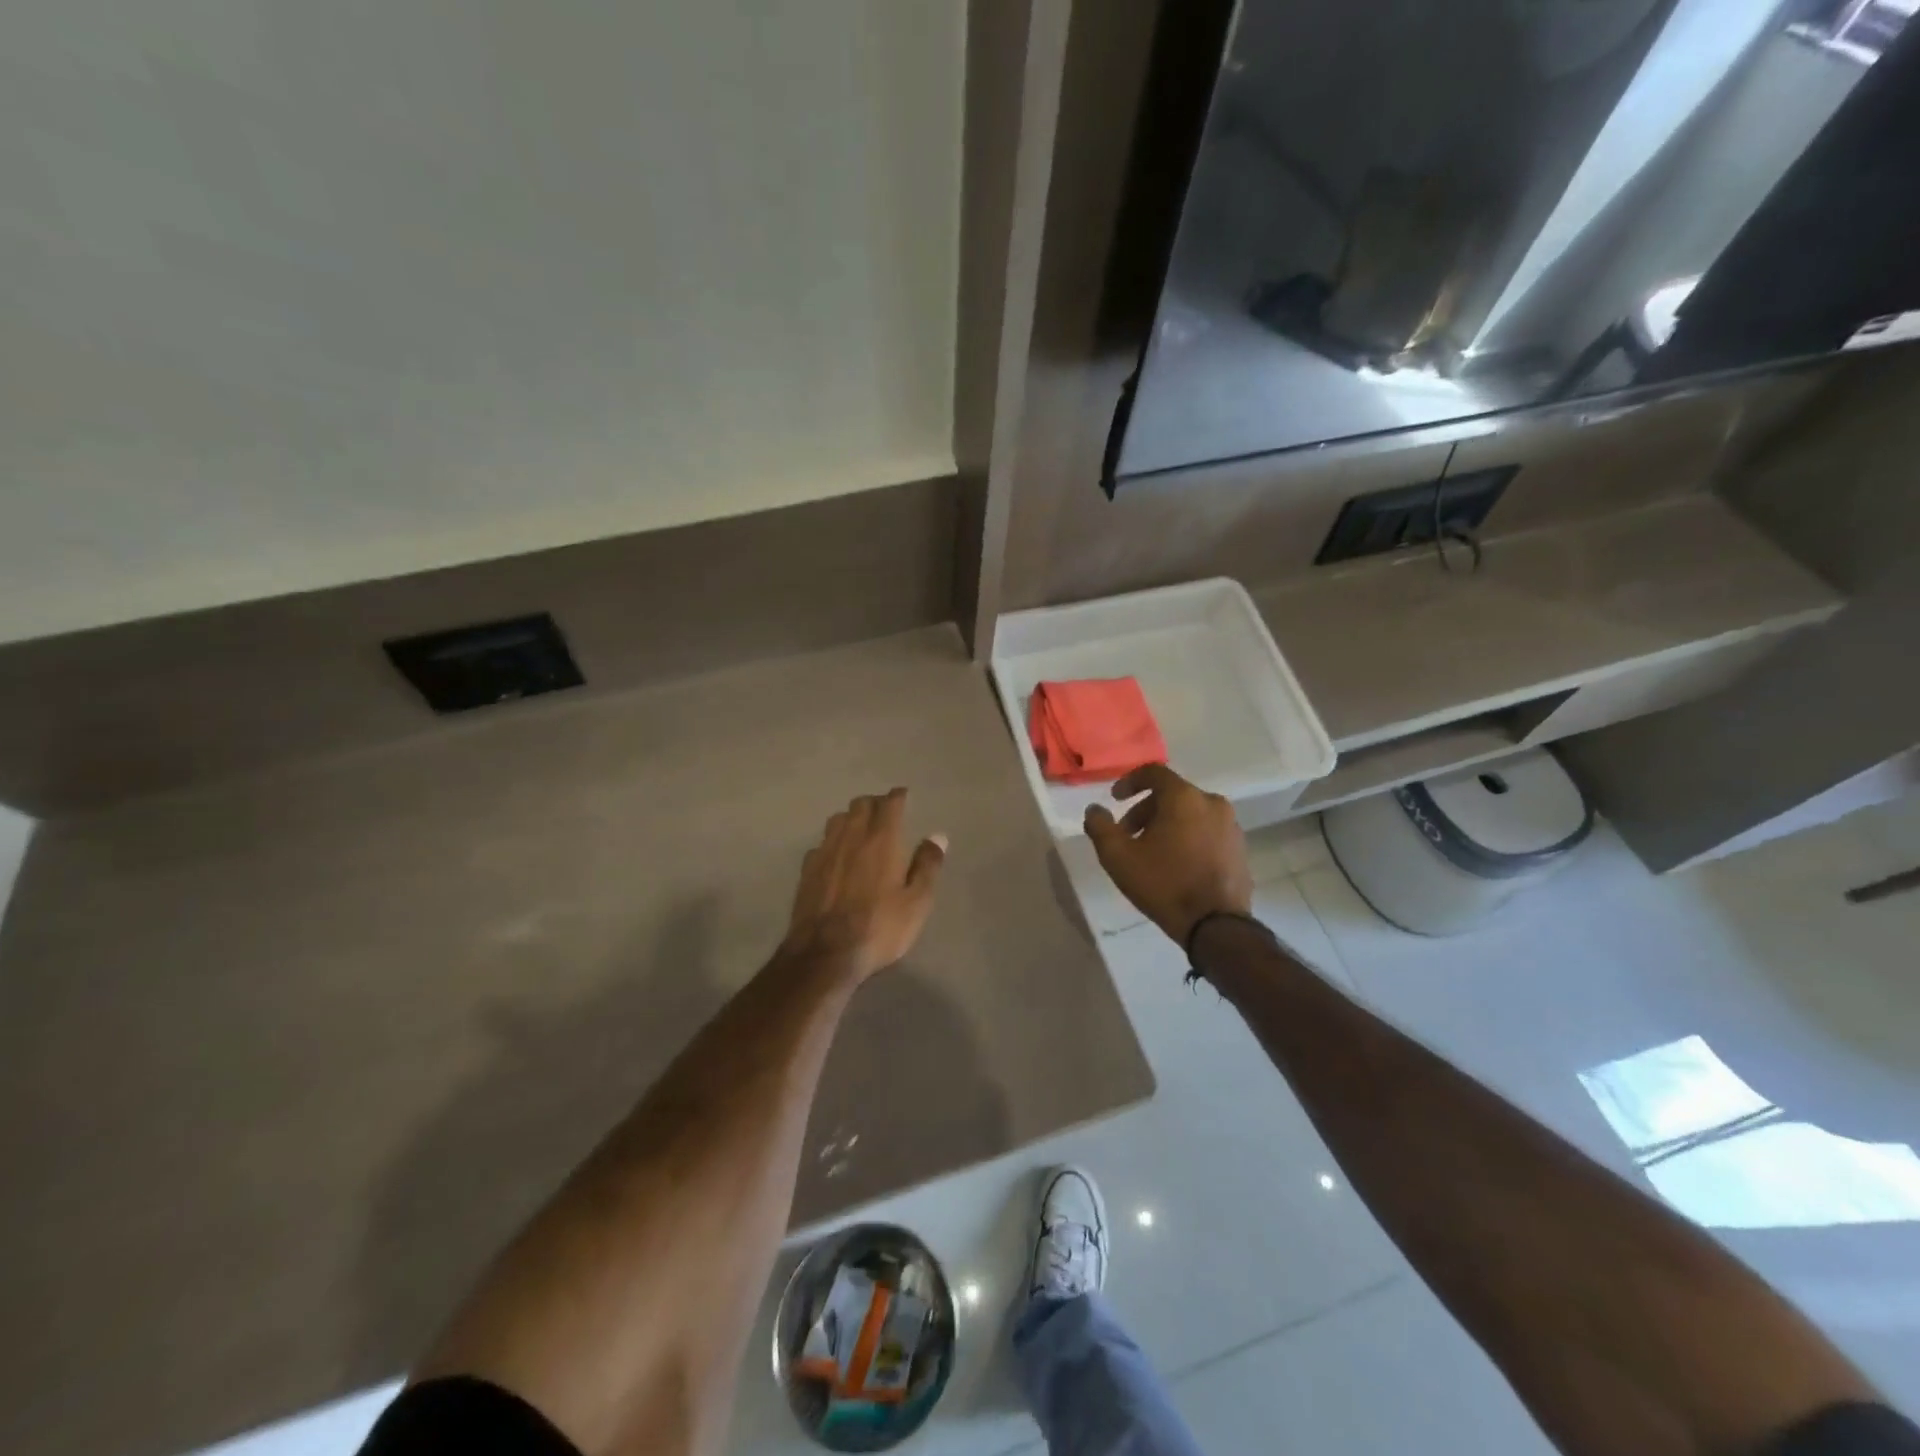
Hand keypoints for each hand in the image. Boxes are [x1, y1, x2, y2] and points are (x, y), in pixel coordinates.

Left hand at [782, 788, 947, 982]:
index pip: (889, 803)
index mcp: (882, 839)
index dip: (898, 796)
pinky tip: (837, 856)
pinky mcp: (807, 870)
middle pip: (860, 805)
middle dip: (875, 803)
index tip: (904, 796)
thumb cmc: (879, 927)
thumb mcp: (917, 902)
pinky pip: (821, 843)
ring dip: (851, 817)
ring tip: (860, 829)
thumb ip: (927, 865)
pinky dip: (833, 841)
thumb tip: (937, 836)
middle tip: (885, 812)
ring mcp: (825, 852)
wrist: (825, 954)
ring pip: (837, 819)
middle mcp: (851, 836)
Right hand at [1084, 764, 1252, 945]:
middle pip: (1172, 794)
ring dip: (1168, 824)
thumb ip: (1100, 827)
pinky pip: (1208, 832)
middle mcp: (1212, 803)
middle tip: (1128, 834)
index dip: (1130, 781)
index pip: (1154, 773)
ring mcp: (1231, 826)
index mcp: (1184, 797)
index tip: (1115, 799)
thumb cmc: (1164, 884)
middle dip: (1145, 810)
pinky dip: (1189, 837)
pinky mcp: (1240, 848)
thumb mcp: (1118, 857)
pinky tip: (1177, 864)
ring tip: (1151, 852)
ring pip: (1191, 813)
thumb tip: (1094, 810)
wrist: (1216, 925)